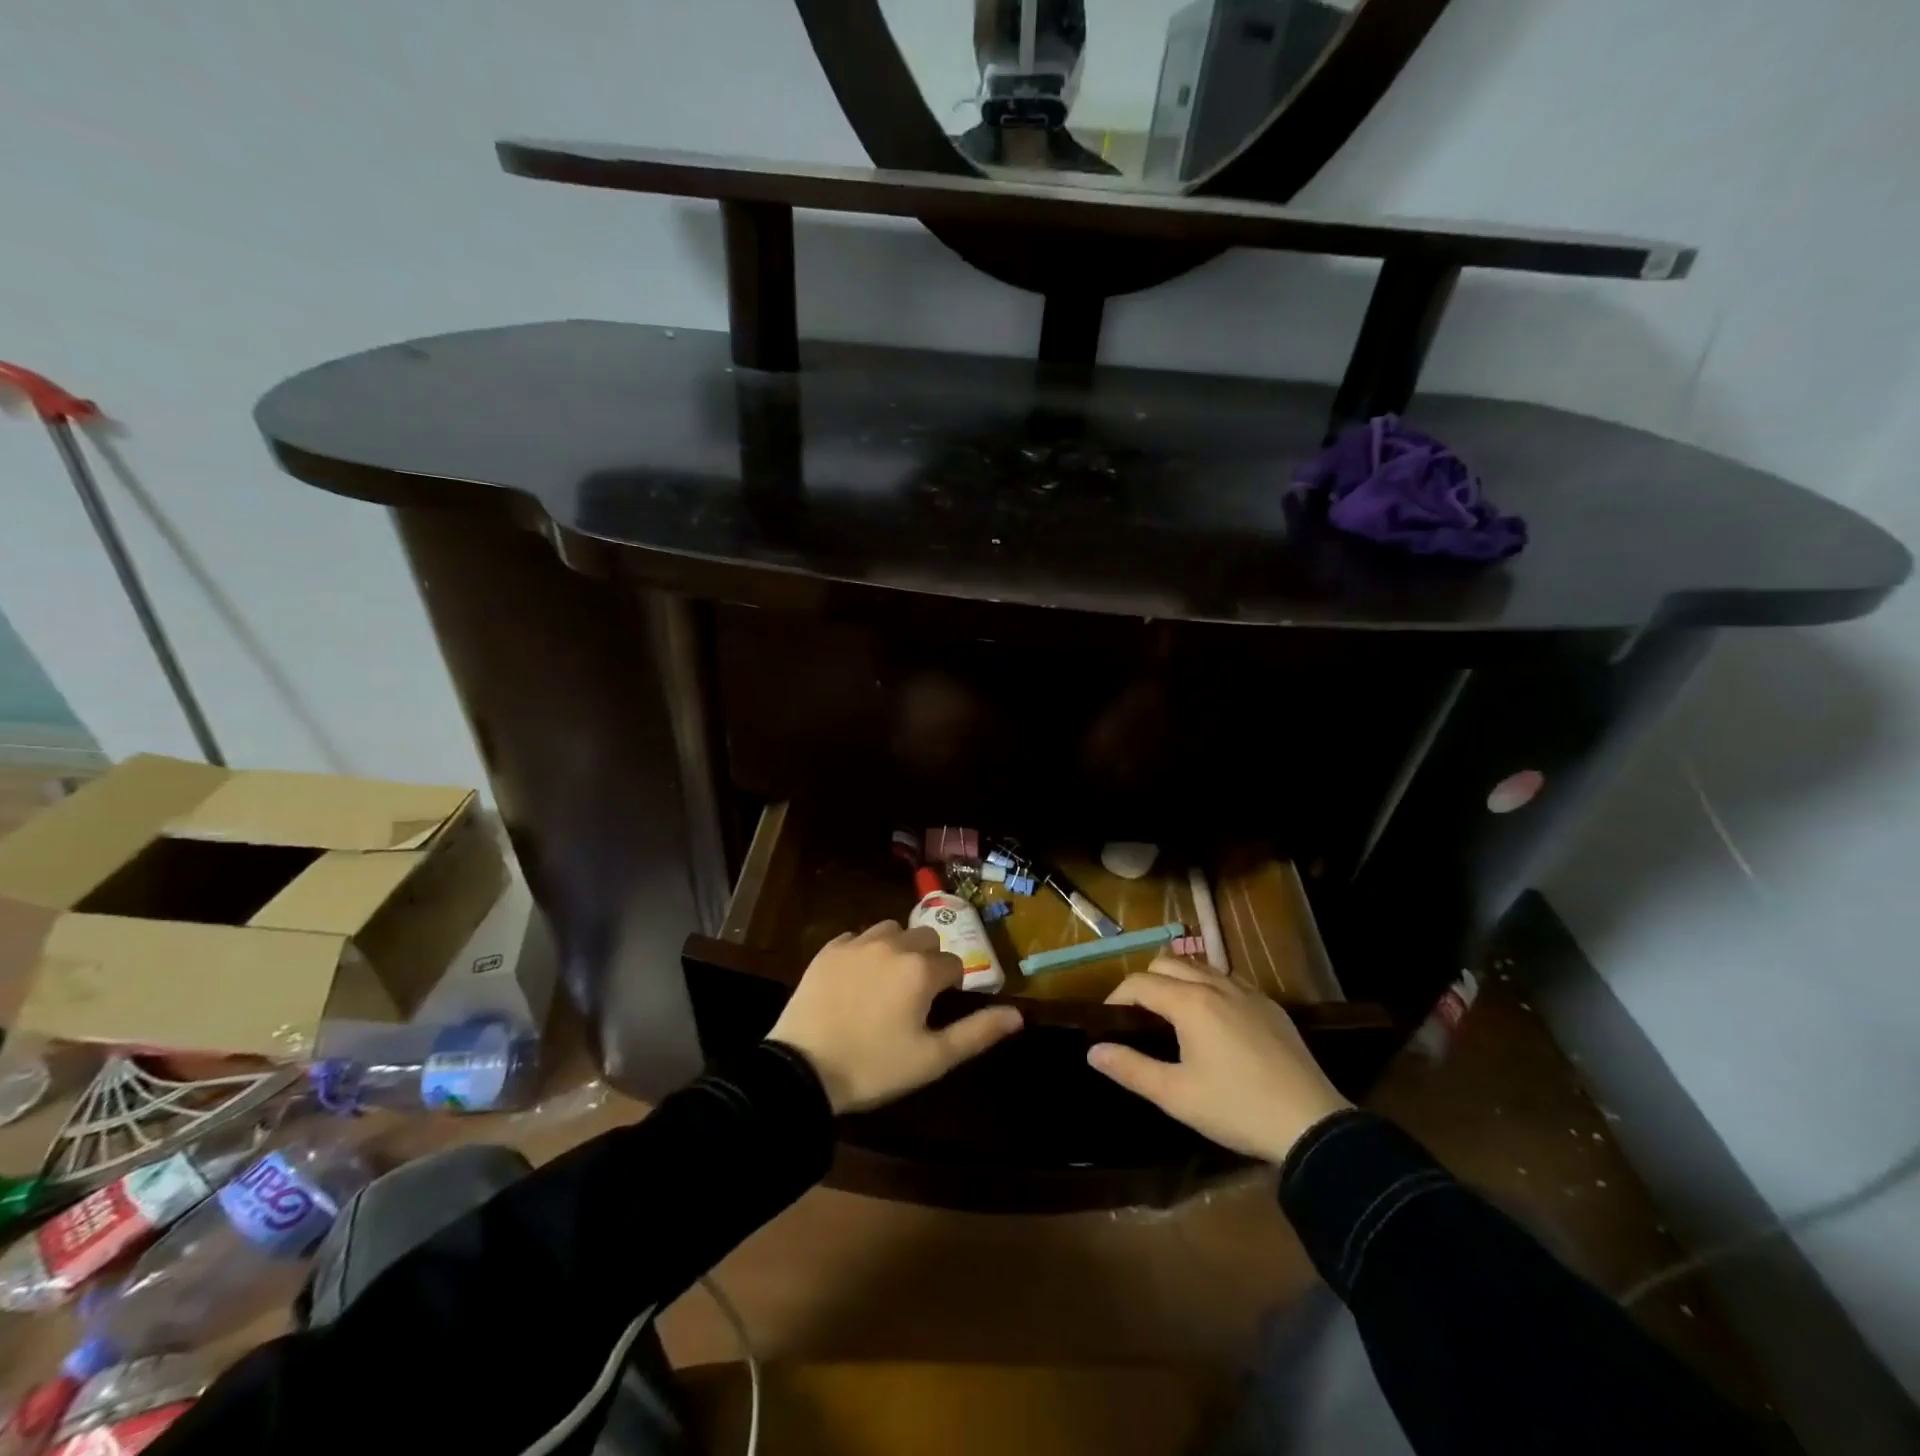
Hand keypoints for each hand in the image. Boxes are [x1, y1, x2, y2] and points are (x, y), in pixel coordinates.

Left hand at [768, 921, 1023, 1113]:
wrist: (803, 1071)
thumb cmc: (875, 1067)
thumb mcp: (933, 1058)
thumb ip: (978, 1032)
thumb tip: (1018, 1015)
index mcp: (922, 969)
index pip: (954, 964)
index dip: (951, 986)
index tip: (938, 1009)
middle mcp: (893, 944)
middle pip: (926, 938)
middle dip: (927, 960)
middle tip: (914, 996)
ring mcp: (857, 943)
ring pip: (891, 931)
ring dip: (897, 949)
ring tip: (886, 982)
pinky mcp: (828, 950)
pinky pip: (856, 938)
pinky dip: (864, 951)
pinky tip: (856, 979)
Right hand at [1087, 957, 1350, 1163]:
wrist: (1310, 1124)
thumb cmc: (1235, 1108)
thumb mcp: (1175, 1096)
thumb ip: (1130, 1068)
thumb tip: (1092, 1050)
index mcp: (1189, 1002)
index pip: (1139, 982)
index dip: (1117, 997)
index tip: (1110, 1021)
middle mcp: (1215, 985)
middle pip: (1167, 962)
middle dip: (1145, 982)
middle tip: (1139, 1017)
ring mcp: (1247, 992)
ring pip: (1200, 966)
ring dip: (1177, 979)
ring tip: (1172, 1014)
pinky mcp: (1270, 1006)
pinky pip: (1228, 980)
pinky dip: (1209, 987)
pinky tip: (1214, 1020)